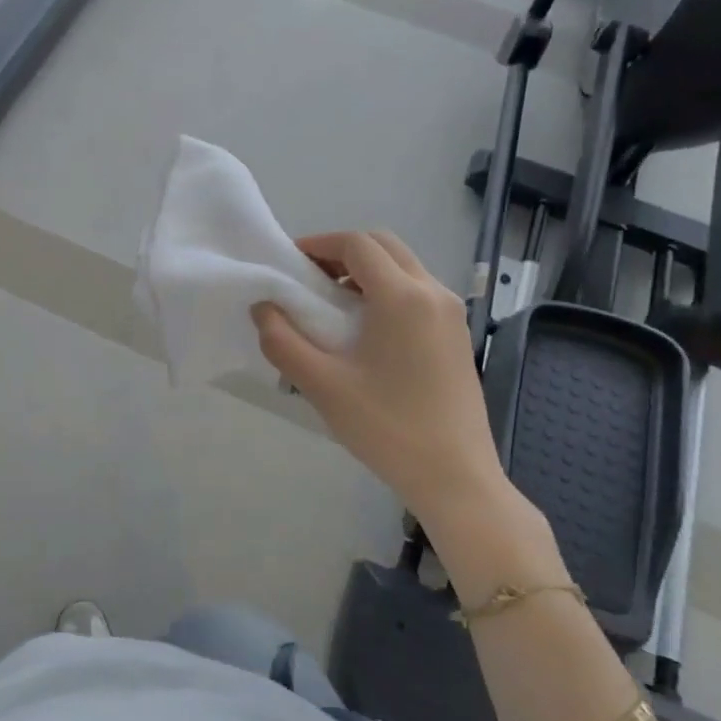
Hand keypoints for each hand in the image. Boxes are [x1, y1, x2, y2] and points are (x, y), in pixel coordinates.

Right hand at [252, 230, 513, 528]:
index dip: (319, 244)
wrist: (455, 476)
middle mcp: (433, 292)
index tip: (290, 263)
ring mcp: (452, 314)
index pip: (357, 244)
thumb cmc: (386, 427)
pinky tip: (366, 330)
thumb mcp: (322, 385)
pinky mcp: (458, 335)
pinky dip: (387, 290)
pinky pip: (418, 291)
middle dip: (343, 252)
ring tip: (333, 305)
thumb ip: (282, 341)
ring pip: (404, 267)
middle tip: (310, 279)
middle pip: (384, 245)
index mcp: (402, 296)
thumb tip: (263, 308)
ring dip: (366, 271)